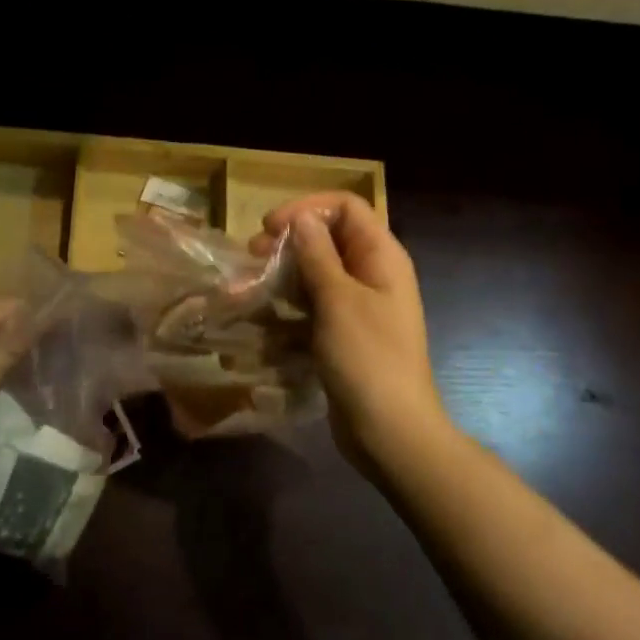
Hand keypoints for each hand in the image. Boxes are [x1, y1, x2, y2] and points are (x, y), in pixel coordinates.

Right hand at [254, 194, 449, 472]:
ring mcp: (358, 307)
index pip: (346, 207)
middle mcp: (372, 274)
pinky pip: (312, 308)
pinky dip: (288, 310)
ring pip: (315, 275)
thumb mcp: (338, 300)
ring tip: (248, 290)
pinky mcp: (343, 335)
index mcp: (381, 257)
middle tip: (252, 257)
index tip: (268, 228)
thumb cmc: (368, 359)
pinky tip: (262, 322)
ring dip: (282, 278)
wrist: (391, 431)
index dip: (306, 208)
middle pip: (328, 239)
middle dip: (288, 244)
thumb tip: (301, 217)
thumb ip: (317, 254)